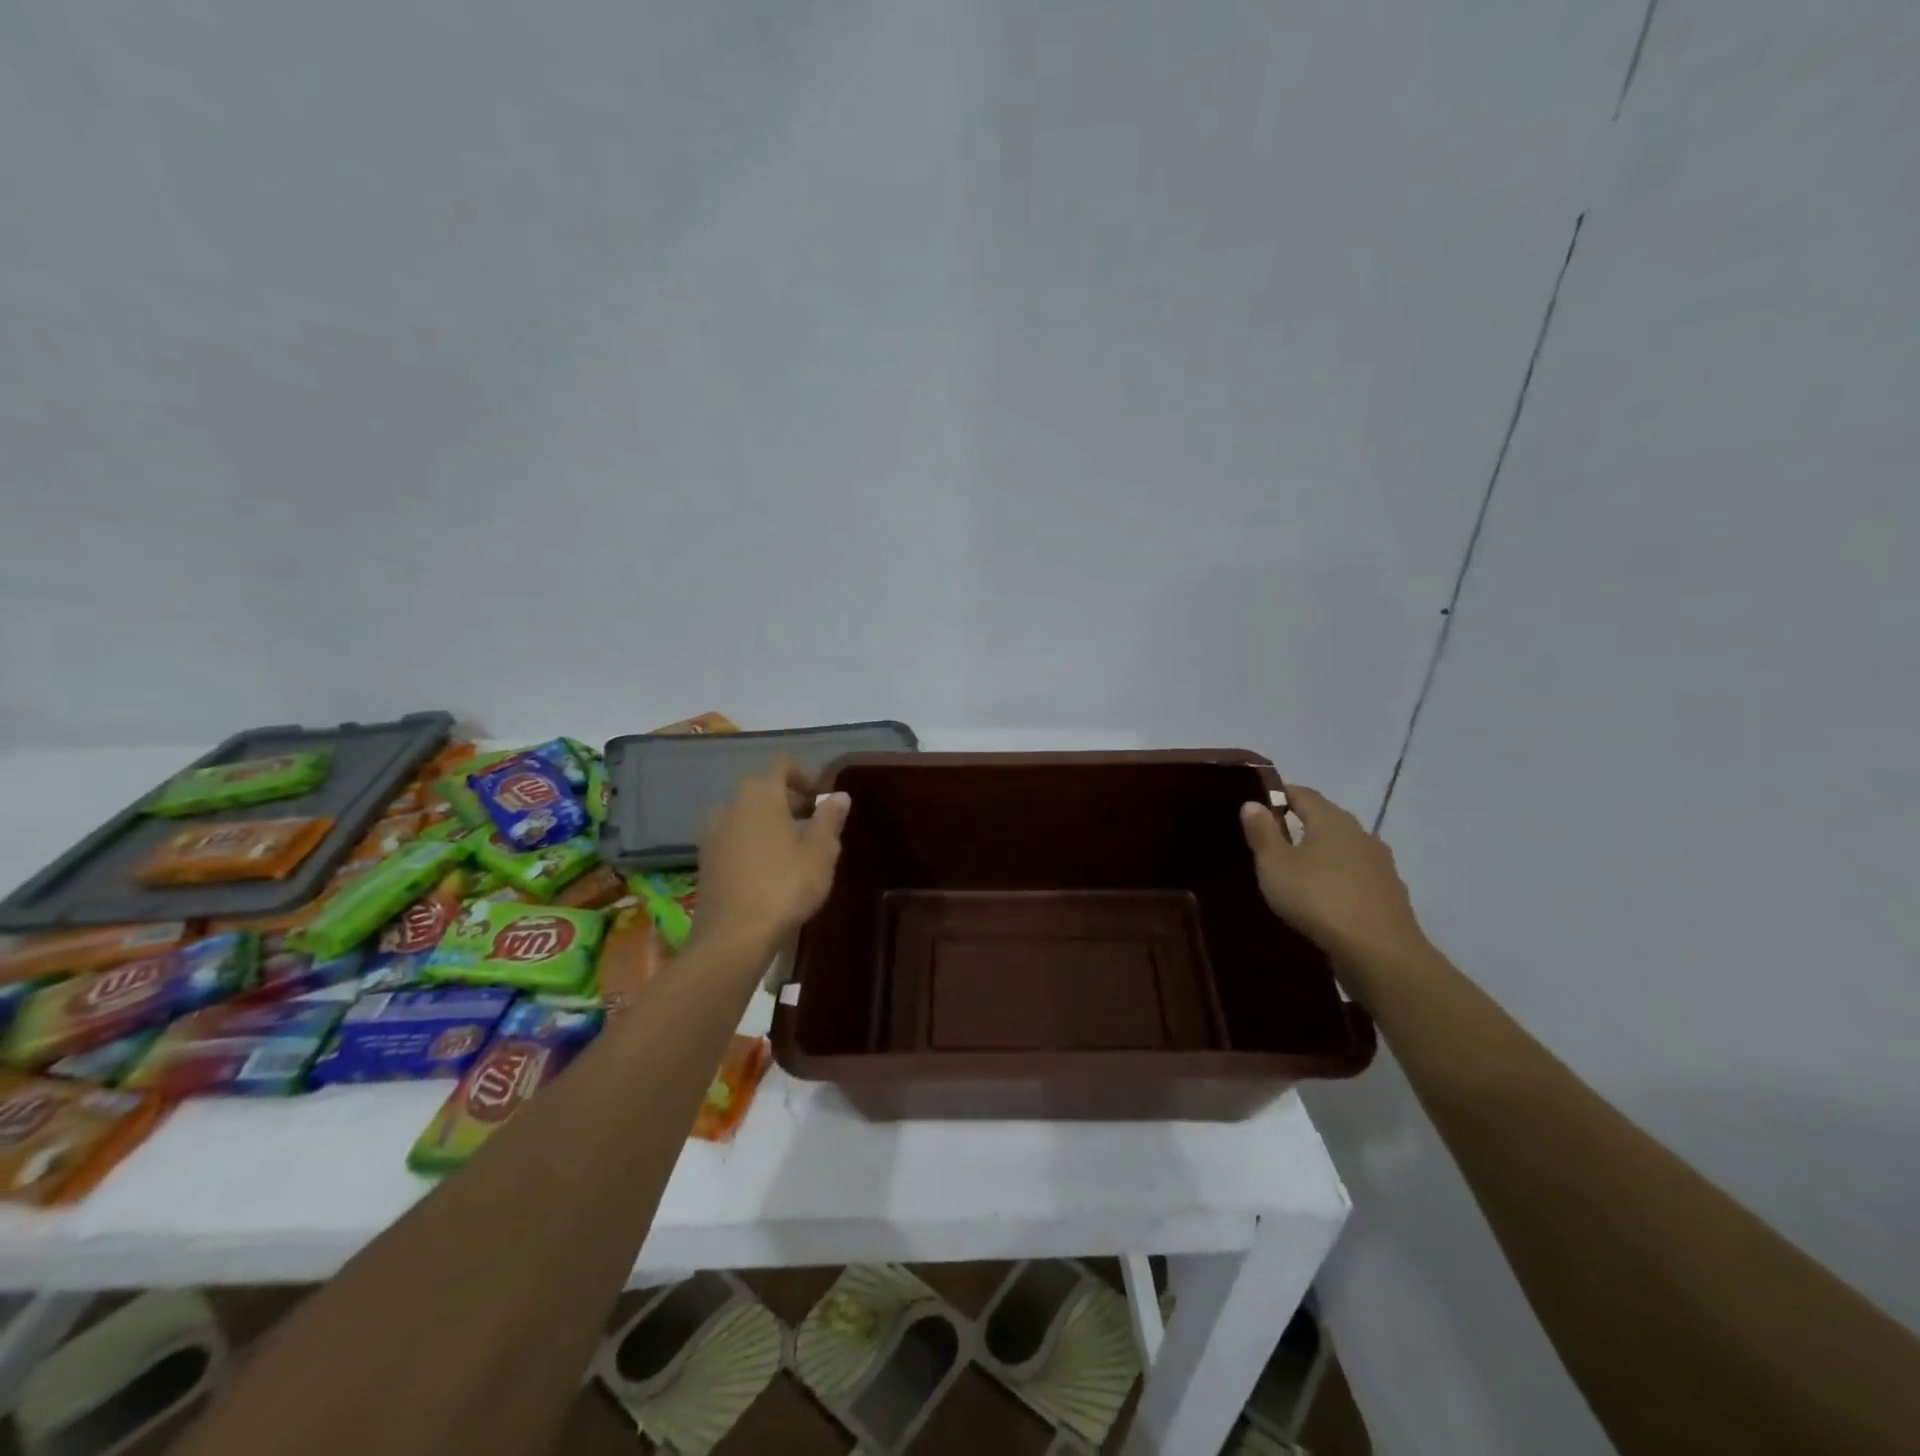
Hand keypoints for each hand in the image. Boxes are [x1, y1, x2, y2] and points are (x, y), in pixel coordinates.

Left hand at [694, 758, 849, 950]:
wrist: (733, 936)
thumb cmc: (785, 885)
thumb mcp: (820, 852)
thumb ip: (830, 819)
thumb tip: (839, 795)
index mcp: (760, 794)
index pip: (782, 764)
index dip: (804, 775)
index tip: (822, 799)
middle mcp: (731, 805)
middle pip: (763, 790)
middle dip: (789, 802)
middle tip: (814, 826)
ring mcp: (712, 833)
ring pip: (746, 816)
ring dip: (768, 824)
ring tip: (792, 849)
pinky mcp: (705, 861)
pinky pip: (733, 839)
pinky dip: (751, 844)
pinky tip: (768, 871)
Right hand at [1239, 785, 1427, 966]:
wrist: (1380, 952)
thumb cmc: (1318, 899)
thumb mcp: (1275, 865)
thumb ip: (1262, 832)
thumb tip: (1253, 803)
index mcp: (1332, 821)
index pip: (1304, 794)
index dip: (1280, 793)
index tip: (1259, 802)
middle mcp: (1361, 835)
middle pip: (1327, 819)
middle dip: (1301, 823)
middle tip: (1273, 837)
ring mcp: (1380, 865)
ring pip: (1344, 849)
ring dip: (1323, 854)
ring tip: (1298, 870)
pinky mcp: (1390, 895)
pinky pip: (1356, 876)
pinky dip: (1338, 879)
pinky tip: (1325, 898)